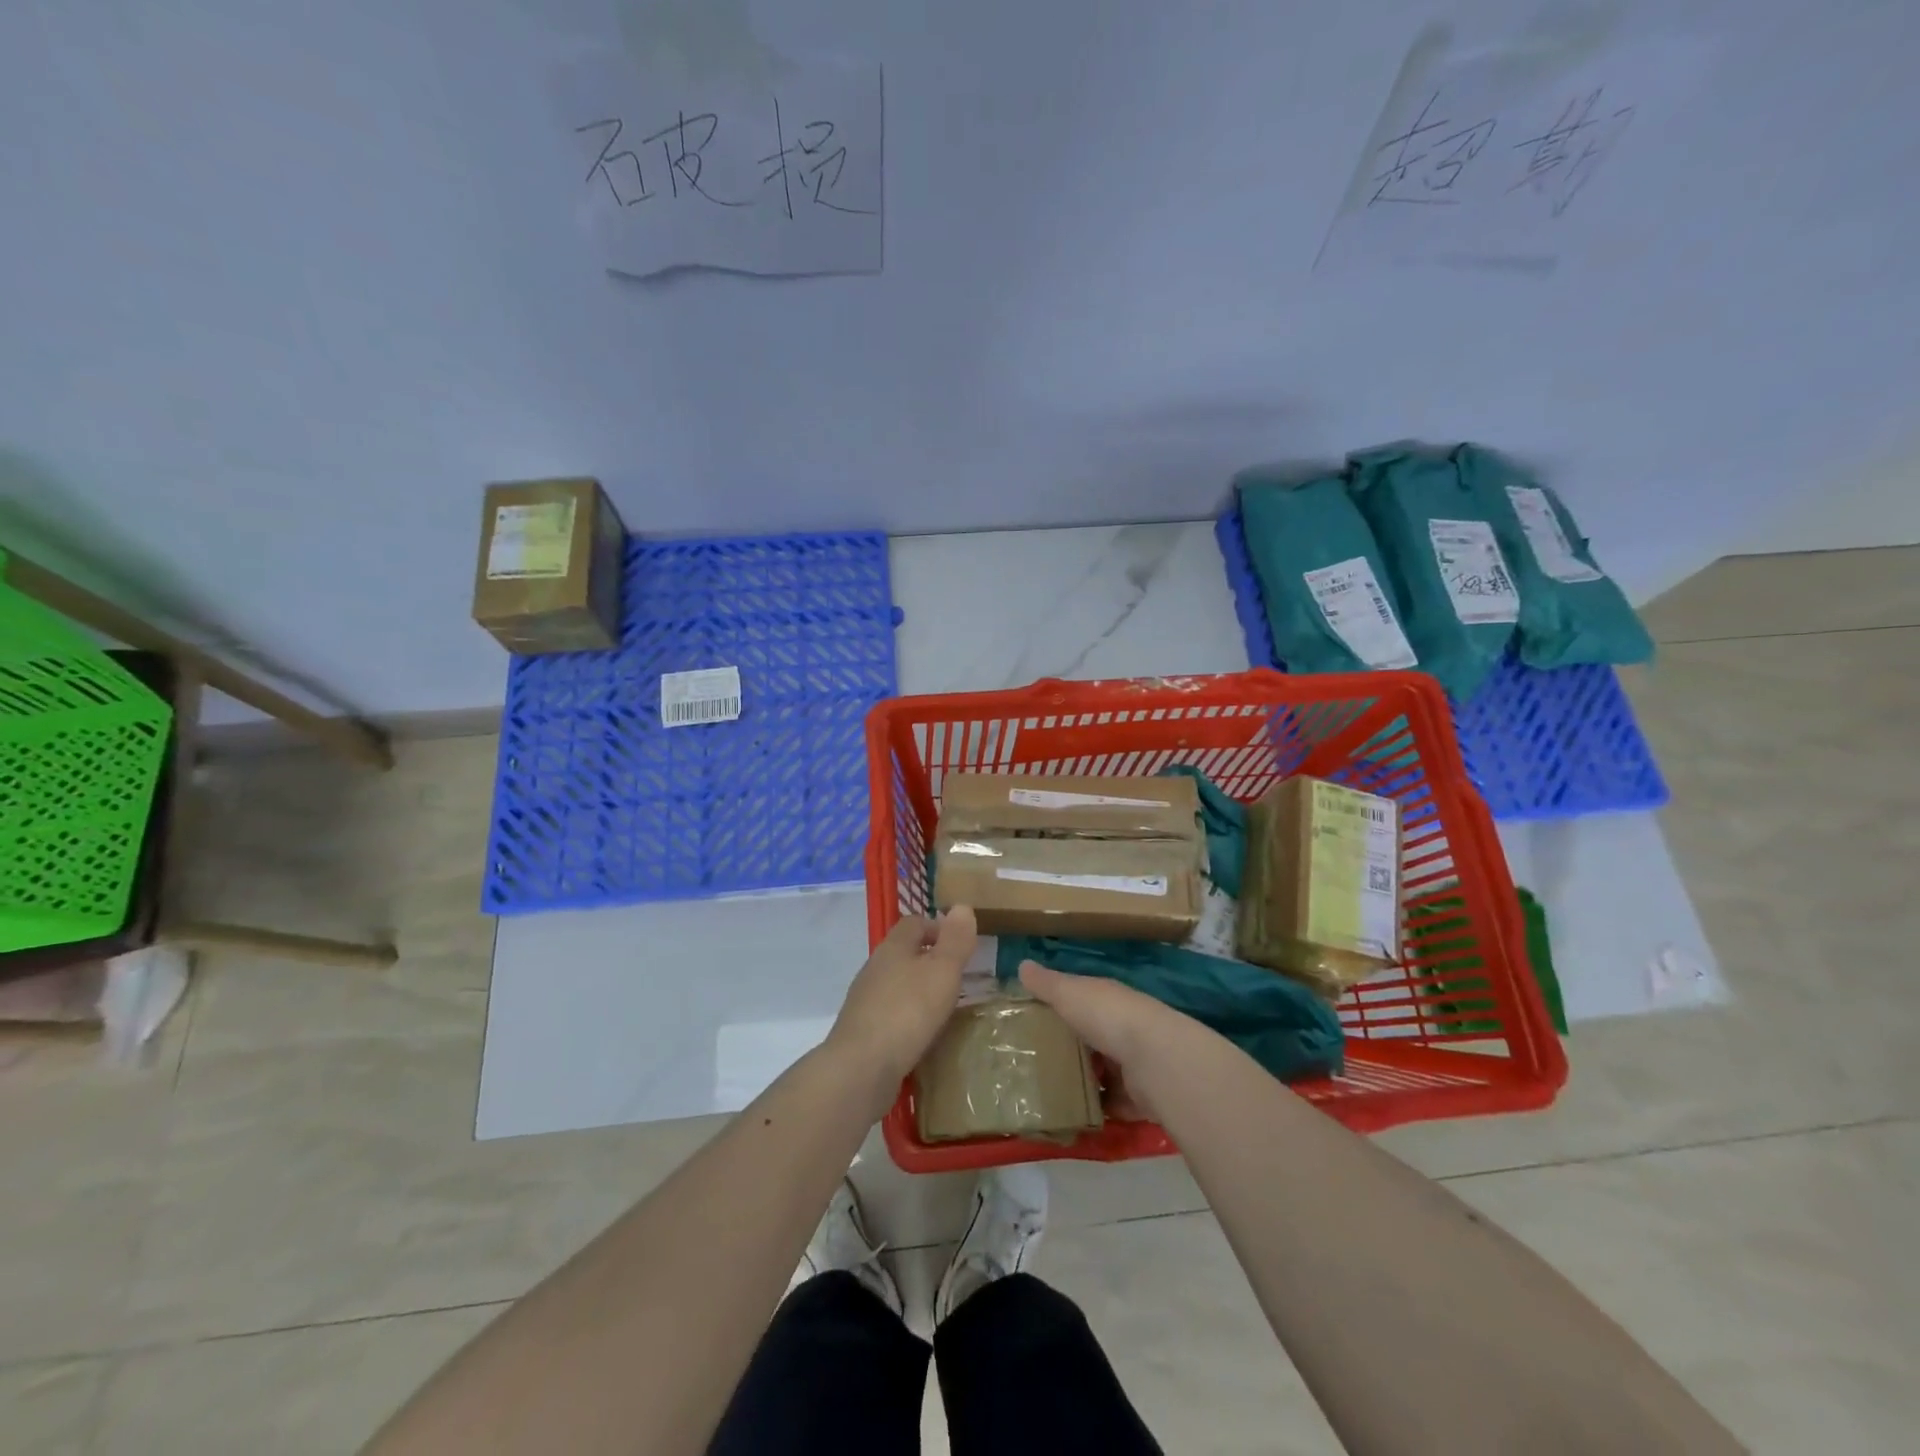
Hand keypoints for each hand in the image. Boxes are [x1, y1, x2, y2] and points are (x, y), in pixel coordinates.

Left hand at [827, 907, 977, 1090]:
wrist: (861, 1067)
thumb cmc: (907, 1011)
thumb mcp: (942, 971)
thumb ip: (955, 940)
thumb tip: (961, 906)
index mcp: (893, 947)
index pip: (914, 922)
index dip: (938, 927)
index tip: (961, 945)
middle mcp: (875, 968)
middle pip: (903, 952)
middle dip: (930, 960)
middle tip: (958, 977)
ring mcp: (865, 1000)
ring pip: (896, 983)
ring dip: (918, 990)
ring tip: (944, 1007)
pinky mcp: (863, 1030)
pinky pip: (890, 1013)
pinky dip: (908, 1017)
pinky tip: (922, 1035)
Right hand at [1018, 959, 1201, 1121]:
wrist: (1155, 1060)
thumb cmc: (1108, 1017)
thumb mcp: (1069, 994)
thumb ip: (1046, 984)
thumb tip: (1022, 964)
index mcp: (1107, 998)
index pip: (1082, 997)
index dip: (1061, 1005)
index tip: (1034, 1017)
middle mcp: (1124, 1026)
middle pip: (1093, 1035)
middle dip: (1072, 1046)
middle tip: (1036, 1059)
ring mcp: (1134, 1061)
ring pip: (1105, 1069)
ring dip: (1086, 1079)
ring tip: (1051, 1090)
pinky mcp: (1141, 1095)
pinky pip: (1116, 1102)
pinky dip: (1101, 1108)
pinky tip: (1076, 1114)